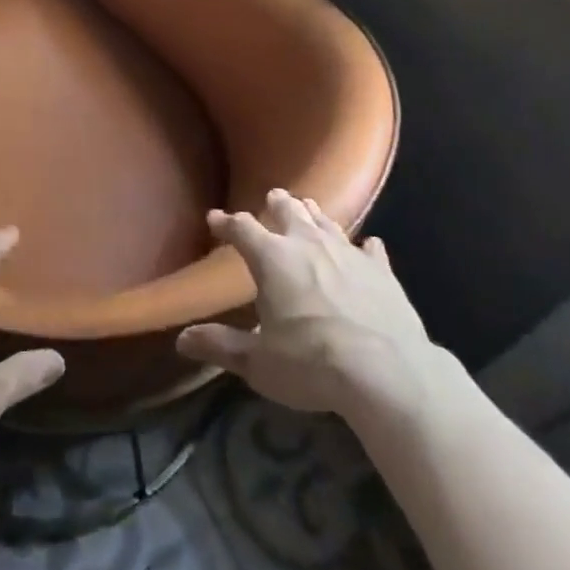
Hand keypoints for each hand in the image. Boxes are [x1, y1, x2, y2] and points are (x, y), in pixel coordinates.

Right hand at [177, 189, 437, 421]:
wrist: (386, 372)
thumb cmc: (311, 363)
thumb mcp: (258, 362)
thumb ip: (221, 346)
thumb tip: (182, 339)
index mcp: (272, 258)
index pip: (242, 229)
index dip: (226, 223)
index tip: (214, 218)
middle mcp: (307, 244)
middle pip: (288, 211)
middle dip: (277, 203)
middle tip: (272, 197)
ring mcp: (348, 252)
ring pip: (326, 222)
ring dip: (314, 215)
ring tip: (308, 208)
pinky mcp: (381, 270)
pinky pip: (370, 249)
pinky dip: (365, 247)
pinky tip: (368, 245)